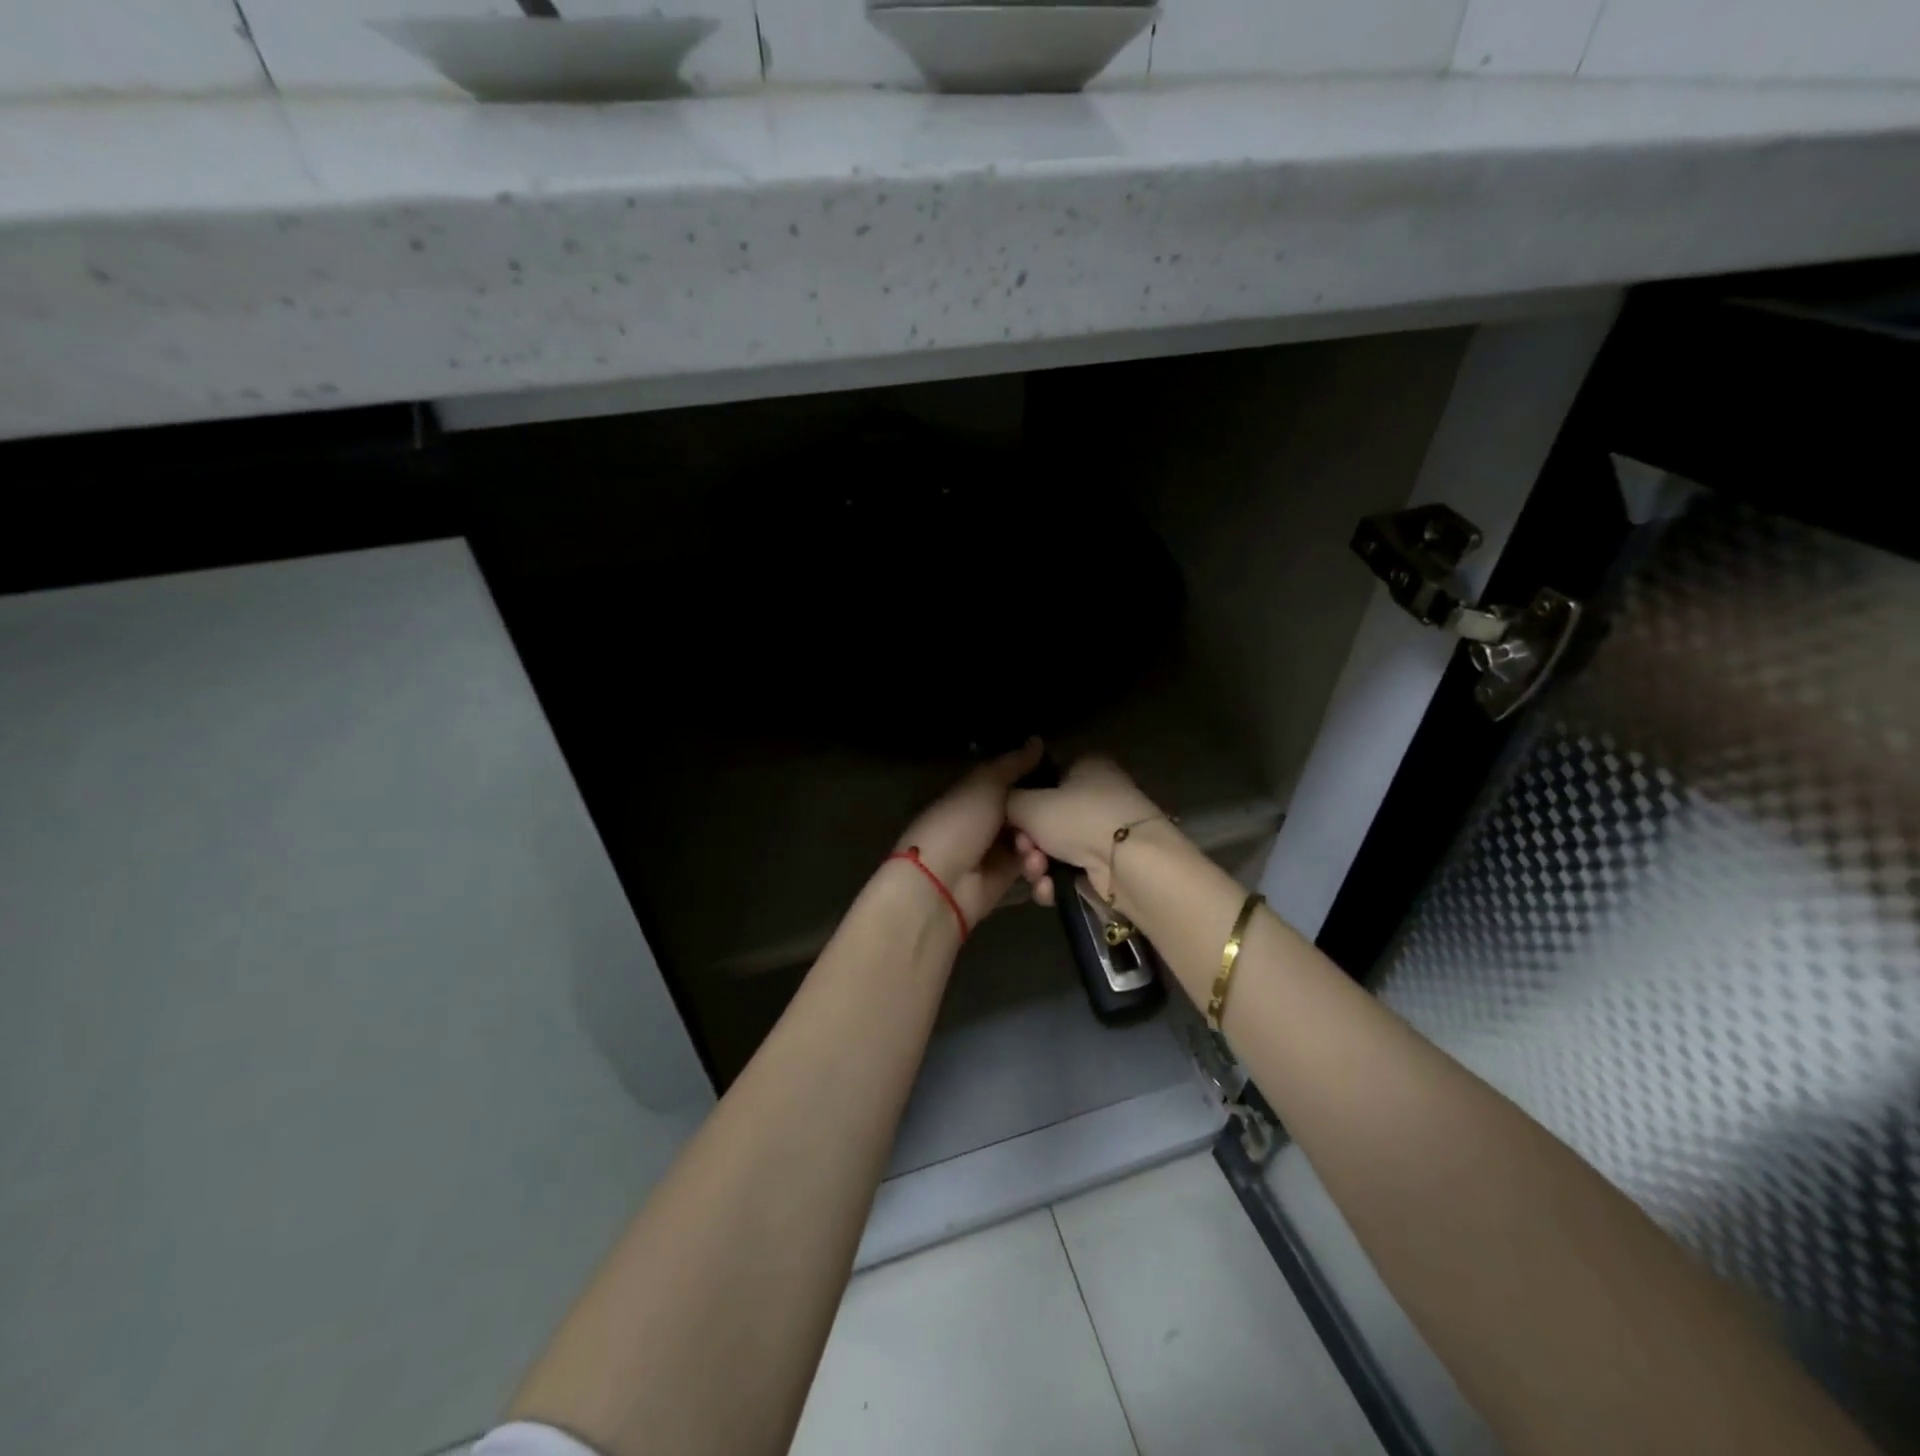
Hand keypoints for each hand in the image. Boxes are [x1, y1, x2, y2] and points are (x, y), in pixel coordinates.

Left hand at [893, 738, 1043, 926]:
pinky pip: (1034, 875)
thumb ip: (1013, 764)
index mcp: (978, 792)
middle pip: (1031, 815)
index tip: (1068, 781)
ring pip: (1037, 844)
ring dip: (1041, 851)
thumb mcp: (986, 784)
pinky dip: (1041, 877)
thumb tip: (1038, 740)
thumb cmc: (960, 823)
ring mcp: (998, 852)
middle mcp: (989, 820)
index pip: (1017, 782)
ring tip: (1032, 857)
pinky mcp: (1007, 881)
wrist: (940, 882)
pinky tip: (1039, 877)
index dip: (1041, 781)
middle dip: (1045, 821)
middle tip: (1052, 825)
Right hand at [1006, 755, 1167, 907]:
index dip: (1020, 798)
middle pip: (1046, 817)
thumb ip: (1007, 800)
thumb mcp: (1029, 803)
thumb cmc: (1079, 819)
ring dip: (1038, 864)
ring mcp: (1104, 831)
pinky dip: (1056, 881)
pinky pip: (1069, 870)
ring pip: (1054, 847)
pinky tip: (1050, 888)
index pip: (1043, 775)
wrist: (1130, 865)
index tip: (1008, 819)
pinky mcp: (1108, 865)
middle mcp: (1098, 793)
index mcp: (1086, 765)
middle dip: (1028, 840)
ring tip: (1038, 871)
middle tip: (1024, 849)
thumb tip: (1003, 804)